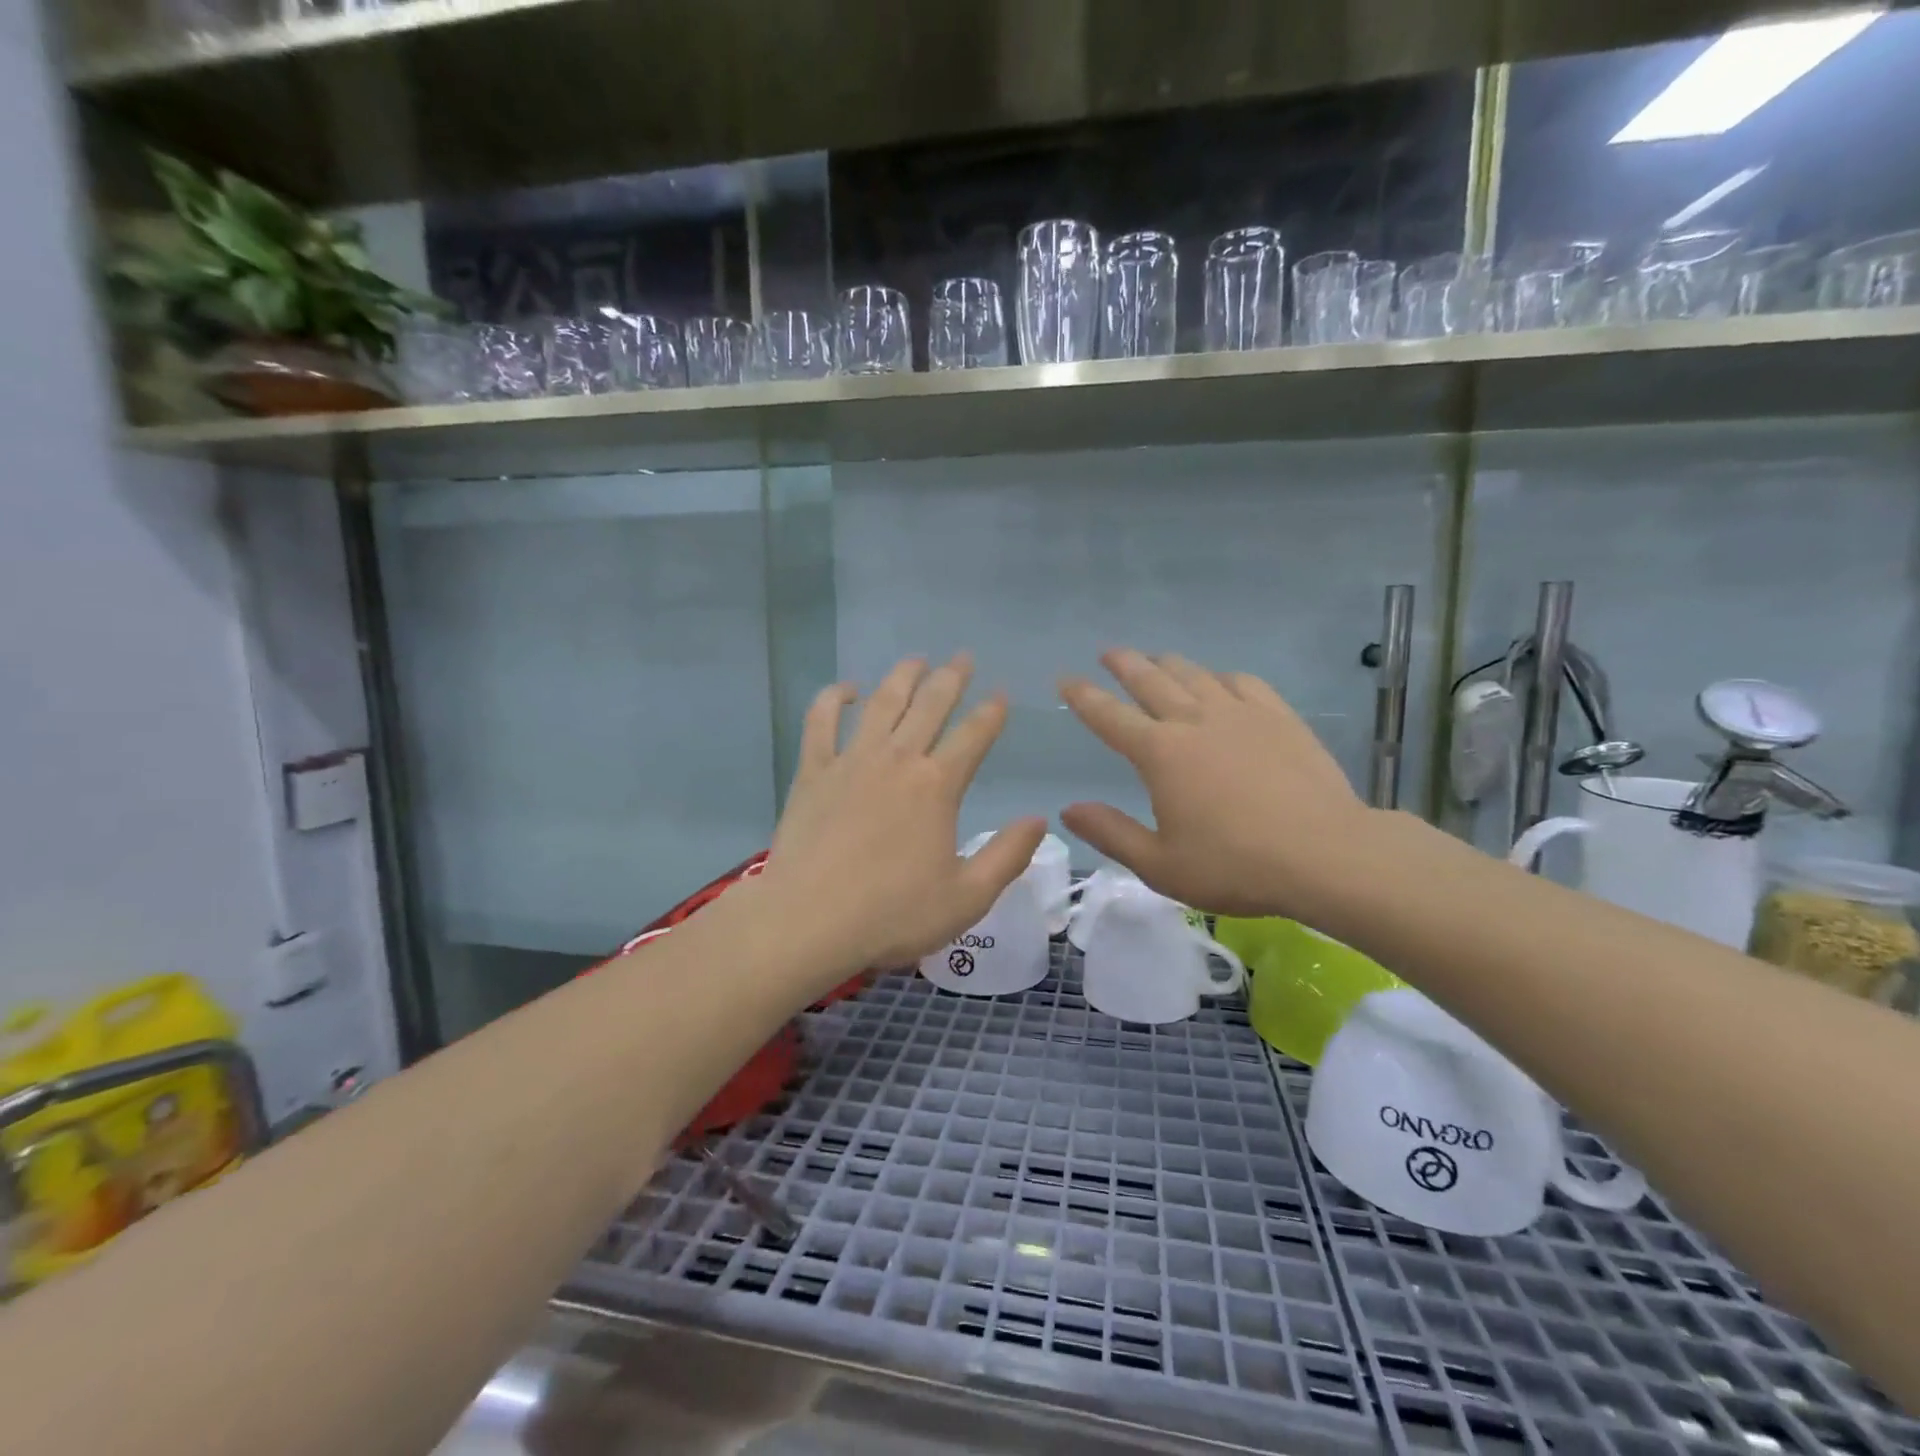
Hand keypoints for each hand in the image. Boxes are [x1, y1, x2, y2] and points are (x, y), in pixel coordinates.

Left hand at [762, 653, 1047, 979]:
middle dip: (951, 678)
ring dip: (902, 677)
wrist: (808, 920)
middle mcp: (898, 759)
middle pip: (930, 705)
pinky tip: (847, 689)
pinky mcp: (813, 771)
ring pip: (882, 702)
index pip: (974, 735)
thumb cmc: (892, 914)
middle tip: (963, 657)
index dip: (991, 711)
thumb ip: (1008, 856)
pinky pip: (822, 720)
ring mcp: (852, 760)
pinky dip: (835, 698)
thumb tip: (1039, 820)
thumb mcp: (967, 897)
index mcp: (938, 786)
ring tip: (917, 659)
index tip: (1000, 694)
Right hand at [1059, 649, 1376, 917]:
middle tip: (1110, 653)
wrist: (1327, 854)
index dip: (1083, 696)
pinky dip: (1221, 676)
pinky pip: (1242, 682)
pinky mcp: (1279, 716)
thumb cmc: (1235, 865)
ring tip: (1157, 659)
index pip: (1109, 716)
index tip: (1066, 680)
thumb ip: (1111, 833)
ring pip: (1195, 674)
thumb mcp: (1160, 865)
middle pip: (1151, 680)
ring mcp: (1240, 713)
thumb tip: (1068, 809)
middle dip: (1125, 664)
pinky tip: (1221, 681)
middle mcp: (1194, 721)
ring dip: (1169, 663)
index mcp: (1159, 753)